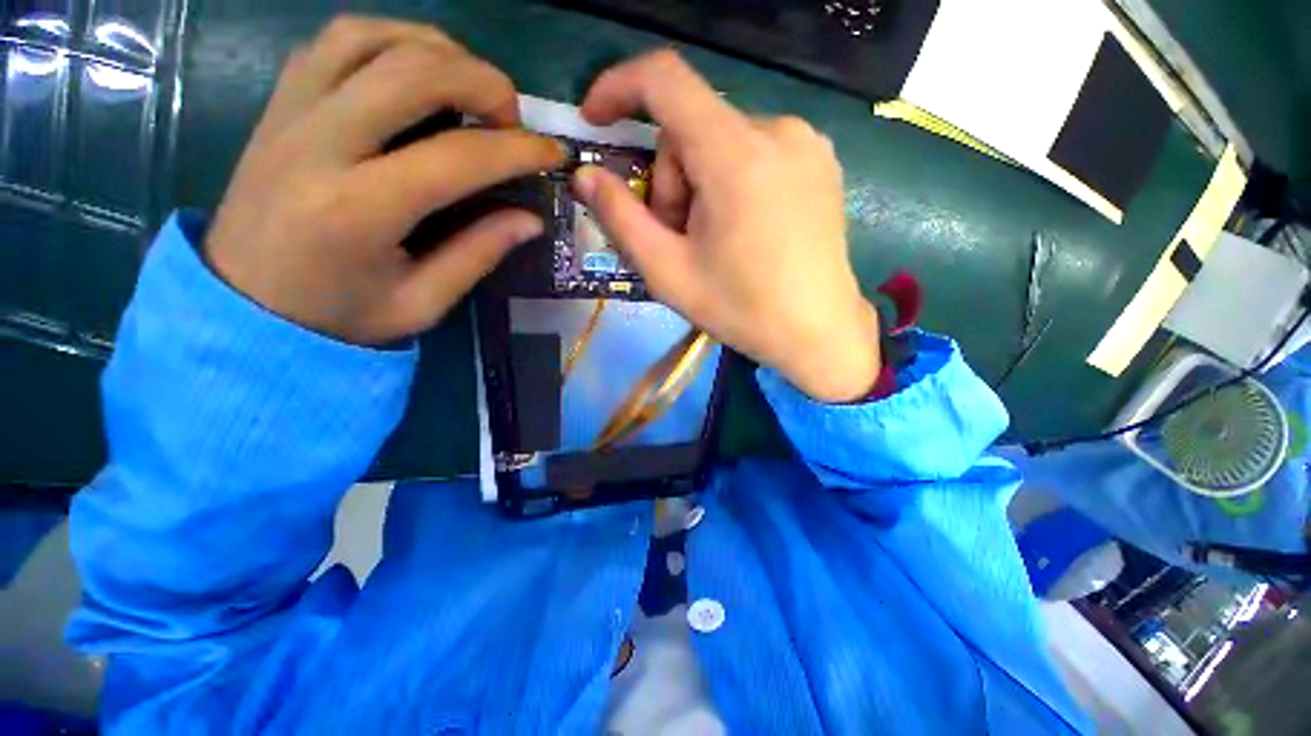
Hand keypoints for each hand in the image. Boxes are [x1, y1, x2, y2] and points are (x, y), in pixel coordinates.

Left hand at [205, 17, 564, 344]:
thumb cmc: (338, 317)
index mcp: (359, 210)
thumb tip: (530, 219)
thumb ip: (478, 255)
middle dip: (483, 82)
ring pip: (372, 39)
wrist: (243, 307)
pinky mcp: (279, 103)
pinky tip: (417, 69)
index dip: (517, 150)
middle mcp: (319, 144)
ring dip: (438, 50)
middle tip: (512, 118)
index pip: (457, 157)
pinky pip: (336, 41)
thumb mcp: (421, 303)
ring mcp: (291, 113)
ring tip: (471, 85)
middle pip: (412, 73)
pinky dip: (390, 39)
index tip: (554, 153)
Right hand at [573, 51, 880, 402]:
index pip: (665, 80)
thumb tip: (586, 176)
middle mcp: (777, 130)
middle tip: (679, 238)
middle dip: (671, 180)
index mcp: (736, 155)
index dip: (619, 88)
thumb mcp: (668, 272)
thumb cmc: (741, 309)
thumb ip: (620, 218)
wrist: (818, 333)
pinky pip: (754, 151)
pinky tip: (744, 229)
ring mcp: (806, 142)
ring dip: (700, 184)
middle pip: (692, 129)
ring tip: (713, 240)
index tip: (596, 122)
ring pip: (721, 141)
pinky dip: (731, 181)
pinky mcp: (819, 160)